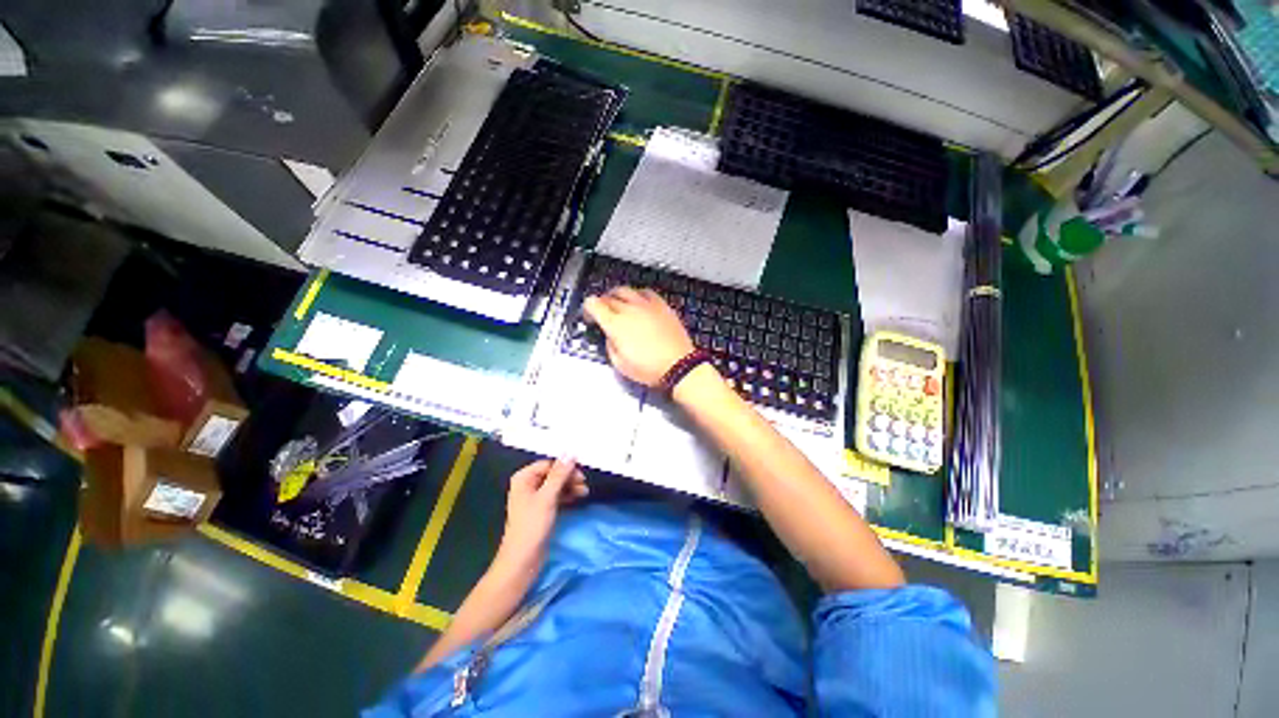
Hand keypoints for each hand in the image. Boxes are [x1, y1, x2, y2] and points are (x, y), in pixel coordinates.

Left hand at [496, 458, 587, 569]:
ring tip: (584, 493)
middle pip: (553, 473)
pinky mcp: (541, 509)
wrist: (522, 561)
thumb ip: (559, 474)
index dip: (565, 467)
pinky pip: (556, 495)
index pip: (549, 464)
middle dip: (569, 477)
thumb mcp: (547, 497)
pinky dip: (566, 495)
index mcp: (524, 478)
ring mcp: (534, 498)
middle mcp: (527, 484)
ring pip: (556, 485)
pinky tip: (577, 498)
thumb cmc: (532, 526)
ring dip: (570, 486)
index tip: (581, 474)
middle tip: (584, 484)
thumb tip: (570, 452)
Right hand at [583, 287, 695, 386]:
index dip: (587, 309)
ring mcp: (646, 305)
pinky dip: (637, 295)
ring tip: (618, 305)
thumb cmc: (649, 368)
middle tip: (603, 313)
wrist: (679, 365)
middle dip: (601, 303)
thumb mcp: (620, 364)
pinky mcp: (661, 305)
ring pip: (626, 290)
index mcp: (615, 324)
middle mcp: (629, 309)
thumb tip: (610, 336)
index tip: (590, 318)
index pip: (593, 304)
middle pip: (608, 296)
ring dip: (617, 296)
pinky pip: (645, 292)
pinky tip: (639, 303)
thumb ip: (610, 345)